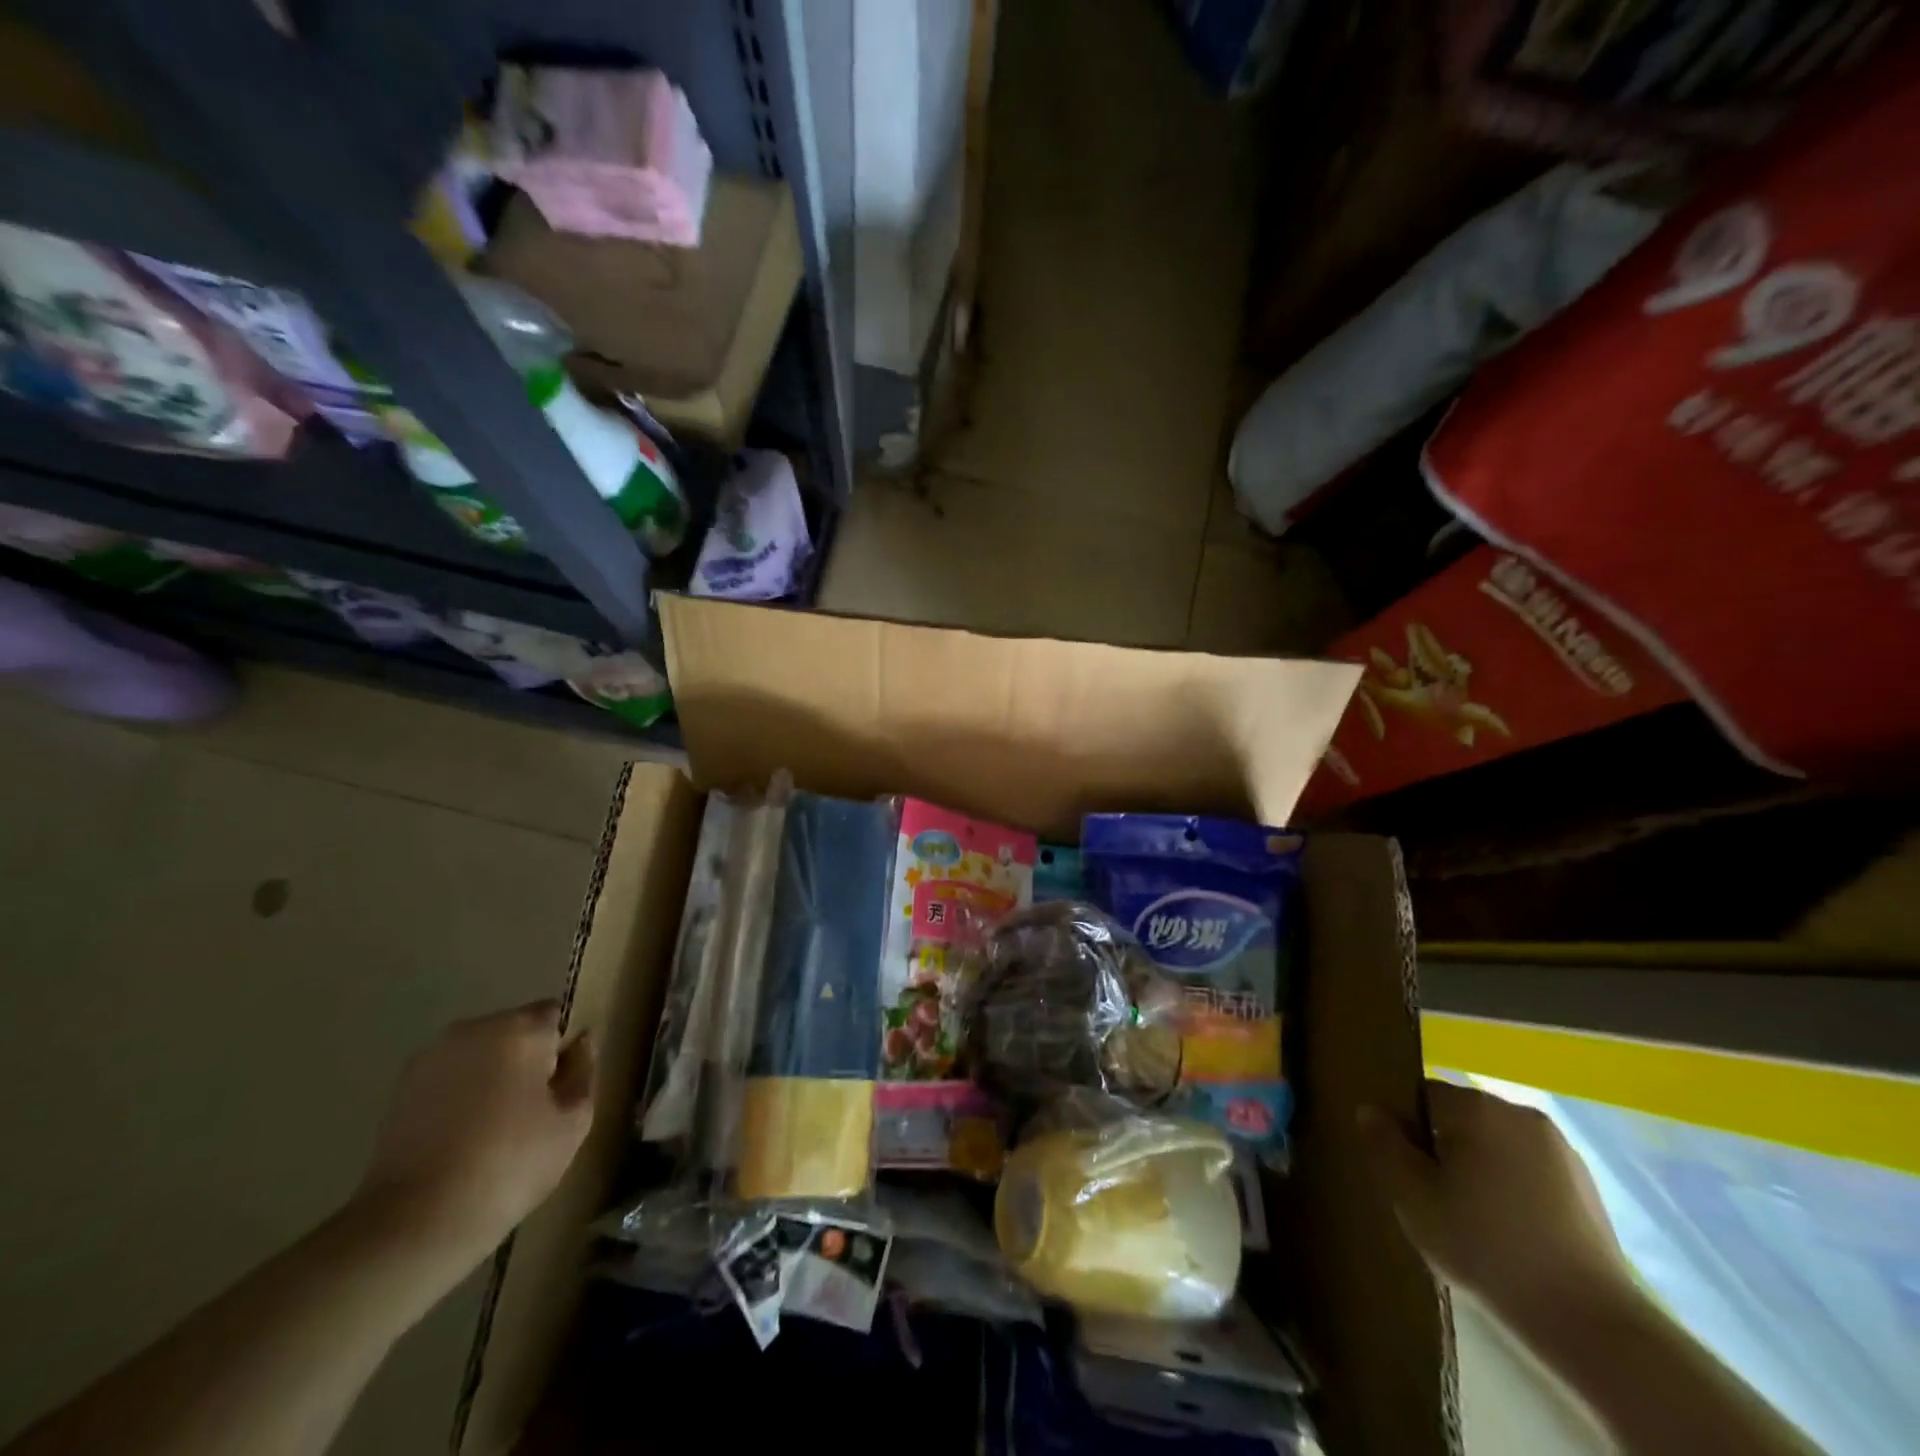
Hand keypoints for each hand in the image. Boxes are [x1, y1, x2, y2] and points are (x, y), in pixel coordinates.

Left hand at [352, 1002, 594, 1263]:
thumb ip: (583, 1071)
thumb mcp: (573, 1122)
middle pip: (516, 1030)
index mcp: (520, 1029)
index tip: (561, 1087)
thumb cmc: (511, 1165)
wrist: (415, 1223)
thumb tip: (579, 1044)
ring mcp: (432, 1057)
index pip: (556, 1015)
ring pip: (481, 1054)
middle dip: (527, 1059)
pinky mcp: (401, 1089)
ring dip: (492, 1075)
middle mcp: (474, 1029)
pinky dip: (461, 1095)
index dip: (563, 1049)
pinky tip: (462, 1137)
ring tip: (494, 1126)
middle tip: (532, 1110)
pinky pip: (450, 1077)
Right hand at [1358, 1079, 1629, 1323]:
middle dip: (1444, 1149)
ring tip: (1476, 1221)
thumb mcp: (1412, 1197)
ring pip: (1496, 1145)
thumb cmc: (1486, 1247)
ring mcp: (1560, 1149)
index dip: (1407, 1130)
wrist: (1590, 1322)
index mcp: (1475, 1107)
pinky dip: (1514, 1190)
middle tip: (1436, 1200)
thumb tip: (1371, 1110)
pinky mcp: (1587, 1186)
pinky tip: (1513, 1233)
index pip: (1421, 1096)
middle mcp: (1518, 1113)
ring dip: (1480, 1169)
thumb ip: (1384, 1145)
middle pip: (1460, 1118)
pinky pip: (1530, 1170)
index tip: (1407, 1172)